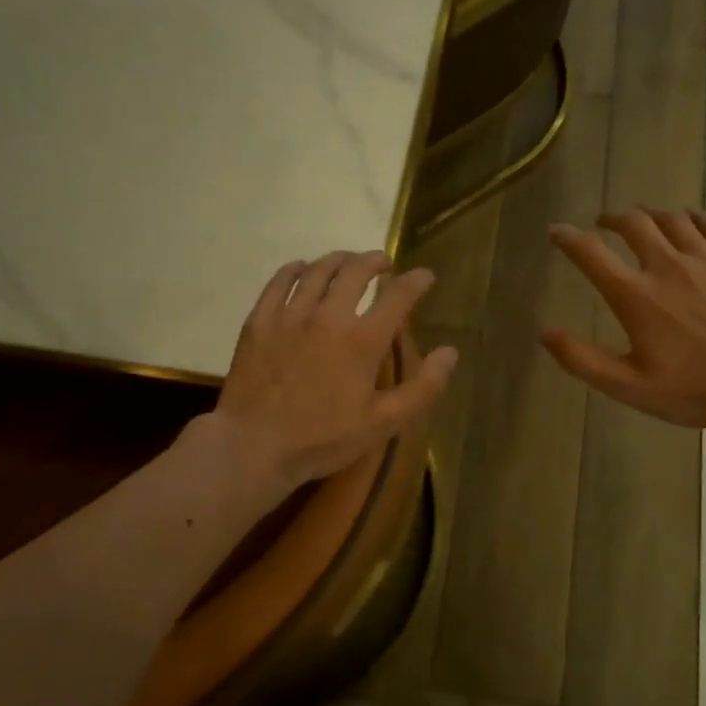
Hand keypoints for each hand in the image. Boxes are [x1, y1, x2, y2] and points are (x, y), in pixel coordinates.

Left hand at [211, 250, 456, 491]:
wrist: (254, 446)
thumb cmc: (323, 439)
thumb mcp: (383, 423)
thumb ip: (423, 388)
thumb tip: (450, 352)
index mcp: (363, 340)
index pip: (398, 296)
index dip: (416, 281)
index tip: (424, 276)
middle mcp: (329, 316)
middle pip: (356, 271)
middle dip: (375, 260)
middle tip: (383, 263)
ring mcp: (290, 315)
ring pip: (318, 270)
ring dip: (339, 259)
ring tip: (347, 261)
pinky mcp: (260, 321)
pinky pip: (279, 282)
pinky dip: (295, 269)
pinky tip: (301, 269)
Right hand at [541, 208, 705, 431]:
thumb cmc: (694, 390)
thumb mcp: (629, 386)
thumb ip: (583, 359)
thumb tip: (545, 334)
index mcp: (636, 296)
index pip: (591, 254)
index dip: (568, 238)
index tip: (556, 230)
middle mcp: (668, 266)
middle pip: (634, 224)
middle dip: (612, 218)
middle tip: (604, 222)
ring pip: (672, 219)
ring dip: (651, 215)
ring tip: (644, 220)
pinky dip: (694, 217)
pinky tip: (689, 220)